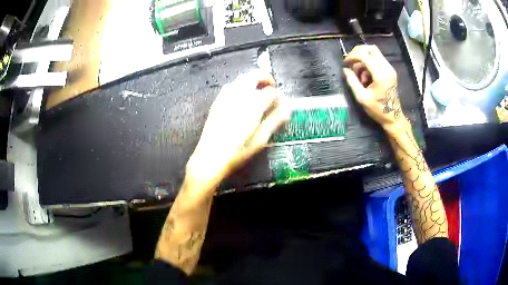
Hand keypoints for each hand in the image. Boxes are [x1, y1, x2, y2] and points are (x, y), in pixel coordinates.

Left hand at [185, 70, 289, 193]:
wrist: (211, 158)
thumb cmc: (237, 152)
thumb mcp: (260, 140)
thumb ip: (274, 121)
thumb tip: (286, 109)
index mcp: (252, 106)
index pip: (270, 91)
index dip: (277, 95)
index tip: (280, 103)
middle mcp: (239, 97)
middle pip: (254, 76)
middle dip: (265, 78)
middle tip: (271, 87)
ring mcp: (226, 98)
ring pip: (241, 79)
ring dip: (252, 81)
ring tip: (258, 92)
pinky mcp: (217, 102)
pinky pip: (230, 86)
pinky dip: (240, 86)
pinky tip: (242, 98)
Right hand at [343, 45, 407, 132]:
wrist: (393, 117)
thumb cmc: (378, 109)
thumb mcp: (362, 97)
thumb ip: (352, 81)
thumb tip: (345, 69)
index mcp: (380, 74)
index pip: (364, 55)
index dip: (352, 56)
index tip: (345, 63)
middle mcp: (387, 68)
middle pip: (371, 48)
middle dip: (358, 52)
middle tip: (351, 62)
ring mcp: (389, 68)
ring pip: (374, 52)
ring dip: (363, 58)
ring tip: (359, 73)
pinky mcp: (389, 71)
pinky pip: (377, 59)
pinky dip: (368, 63)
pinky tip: (365, 75)